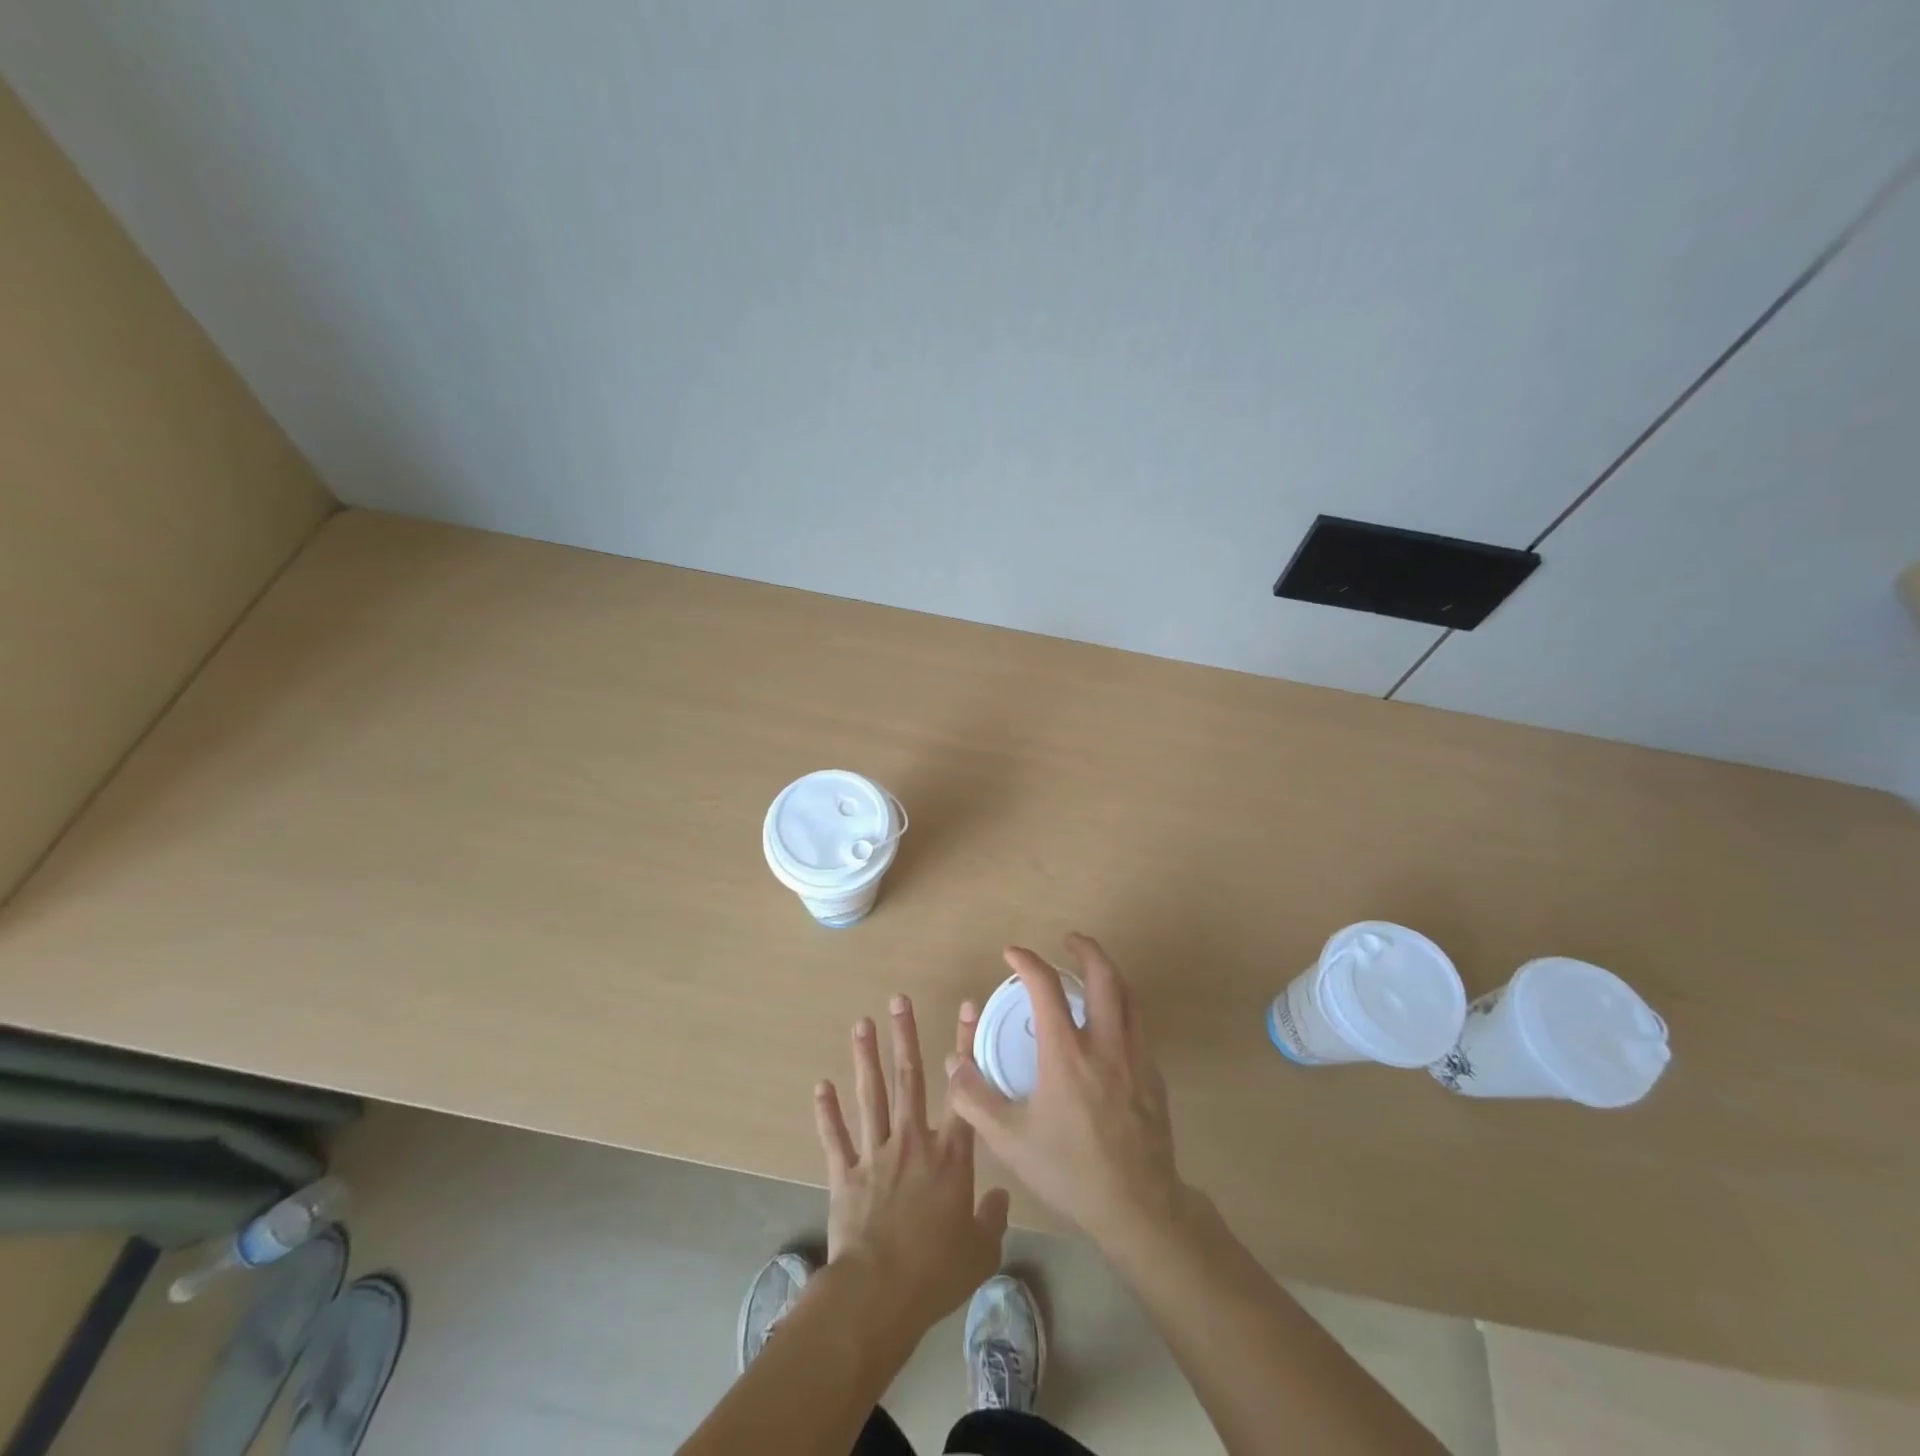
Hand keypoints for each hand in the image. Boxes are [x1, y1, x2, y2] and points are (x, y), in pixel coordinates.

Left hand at [814, 995, 1010, 1338]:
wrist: (880, 1294)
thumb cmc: (936, 1272)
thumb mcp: (981, 1252)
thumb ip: (993, 1219)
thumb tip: (1000, 1197)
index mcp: (950, 1155)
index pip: (962, 1090)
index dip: (965, 1046)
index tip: (965, 1007)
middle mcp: (913, 1142)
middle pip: (909, 1078)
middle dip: (904, 1036)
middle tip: (898, 1001)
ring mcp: (876, 1154)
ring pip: (871, 1096)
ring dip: (865, 1059)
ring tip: (861, 1025)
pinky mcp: (845, 1174)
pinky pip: (835, 1137)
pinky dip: (827, 1112)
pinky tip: (821, 1085)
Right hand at [945, 933, 1185, 1252]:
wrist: (1138, 1206)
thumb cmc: (1069, 1170)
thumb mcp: (1010, 1140)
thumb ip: (976, 1098)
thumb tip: (954, 1062)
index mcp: (1067, 1052)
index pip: (1046, 986)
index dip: (1027, 961)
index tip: (1012, 953)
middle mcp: (1105, 1043)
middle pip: (1104, 975)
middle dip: (1085, 948)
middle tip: (1067, 941)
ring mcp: (1135, 1057)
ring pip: (1129, 996)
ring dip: (1109, 973)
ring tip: (1092, 971)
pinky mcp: (1154, 1076)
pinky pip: (1139, 1026)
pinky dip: (1123, 1008)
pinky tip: (1110, 1027)